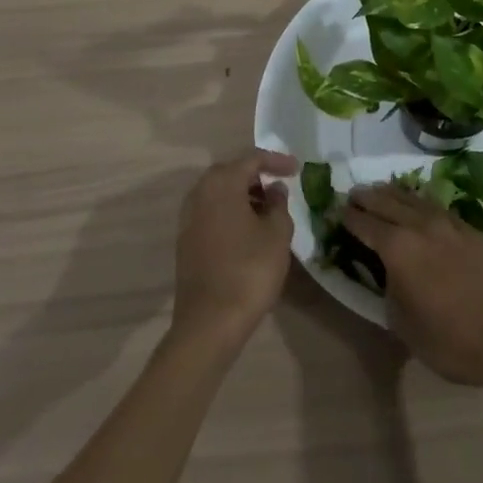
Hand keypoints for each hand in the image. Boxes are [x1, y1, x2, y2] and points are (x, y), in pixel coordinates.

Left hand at [171, 149, 297, 350]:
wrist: (209, 323)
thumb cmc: (249, 270)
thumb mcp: (277, 234)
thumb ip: (279, 204)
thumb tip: (273, 190)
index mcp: (222, 183)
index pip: (253, 159)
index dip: (277, 161)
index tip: (297, 169)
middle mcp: (200, 193)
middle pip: (231, 172)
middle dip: (257, 175)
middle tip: (280, 185)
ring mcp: (188, 218)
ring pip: (219, 193)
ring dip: (243, 194)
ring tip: (268, 209)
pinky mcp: (186, 241)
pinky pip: (211, 212)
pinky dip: (231, 211)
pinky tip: (249, 229)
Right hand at [344, 182, 482, 388]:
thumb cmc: (454, 341)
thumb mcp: (406, 327)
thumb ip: (390, 293)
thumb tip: (390, 275)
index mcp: (398, 248)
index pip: (366, 224)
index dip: (349, 217)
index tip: (336, 210)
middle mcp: (421, 226)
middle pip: (388, 202)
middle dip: (368, 197)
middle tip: (354, 194)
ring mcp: (449, 224)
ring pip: (414, 199)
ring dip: (394, 193)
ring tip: (381, 191)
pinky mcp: (472, 229)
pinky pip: (436, 206)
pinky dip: (420, 202)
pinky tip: (419, 206)